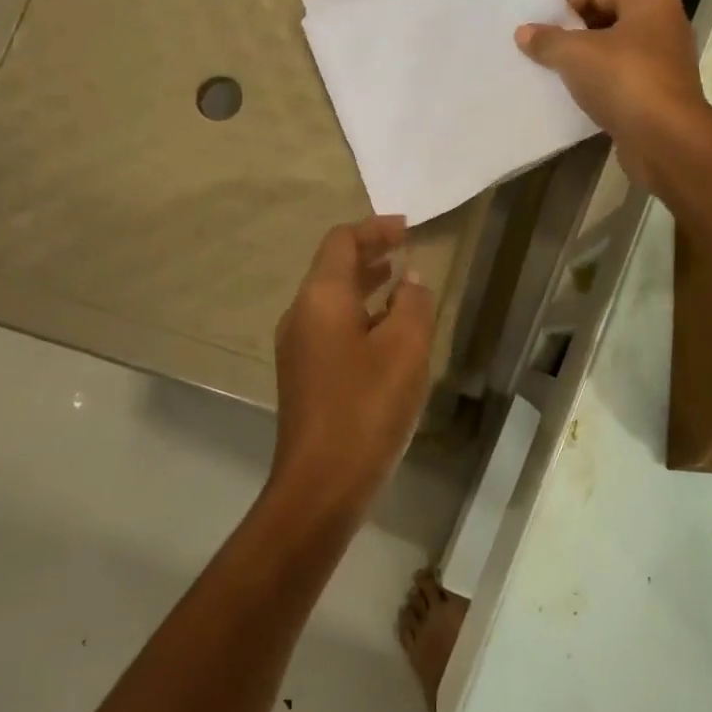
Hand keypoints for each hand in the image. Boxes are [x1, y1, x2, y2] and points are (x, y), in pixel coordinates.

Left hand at [271, 216, 435, 511]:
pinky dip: (360, 316)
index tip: (407, 227)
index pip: (342, 242)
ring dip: (365, 286)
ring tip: (401, 284)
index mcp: (321, 298)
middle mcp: (301, 315)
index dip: (374, 229)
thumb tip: (410, 281)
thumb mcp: (406, 347)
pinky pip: (332, 327)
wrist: (322, 483)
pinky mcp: (304, 376)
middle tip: (407, 249)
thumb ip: (412, 303)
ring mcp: (298, 348)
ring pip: (333, 300)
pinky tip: (388, 334)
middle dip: (370, 254)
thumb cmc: (367, 406)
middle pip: (333, 268)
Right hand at [515, 0, 707, 184]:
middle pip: (609, 19)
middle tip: (546, 52)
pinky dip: (603, 86)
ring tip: (558, 76)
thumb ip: (547, 40)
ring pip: (617, 53)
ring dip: (588, 63)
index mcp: (651, 0)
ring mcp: (667, 61)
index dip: (566, 7)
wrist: (665, 138)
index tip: (541, 30)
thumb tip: (523, 32)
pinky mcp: (663, 94)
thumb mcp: (575, 54)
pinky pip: (625, 81)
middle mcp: (666, 24)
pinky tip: (581, 99)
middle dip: (576, 35)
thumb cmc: (623, 79)